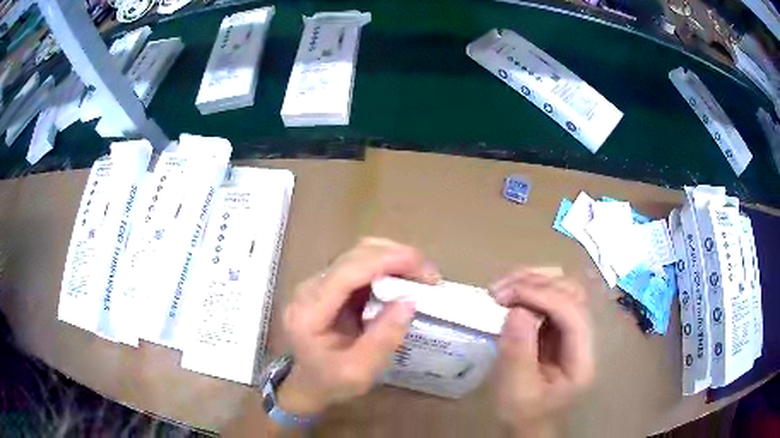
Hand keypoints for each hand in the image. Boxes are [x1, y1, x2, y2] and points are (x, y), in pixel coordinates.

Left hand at [278, 238, 439, 416]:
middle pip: (354, 256)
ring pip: (359, 254)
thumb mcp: (359, 371)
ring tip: (422, 275)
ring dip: (393, 258)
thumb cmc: (330, 382)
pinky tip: (405, 279)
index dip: (385, 261)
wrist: (308, 383)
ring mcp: (318, 283)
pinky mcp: (330, 284)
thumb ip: (383, 339)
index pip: (346, 272)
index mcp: (309, 311)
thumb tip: (410, 301)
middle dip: (396, 257)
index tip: (422, 267)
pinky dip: (387, 266)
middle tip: (430, 275)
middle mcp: (309, 288)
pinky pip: (361, 265)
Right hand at [489, 268, 594, 436]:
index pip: (573, 313)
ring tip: (501, 289)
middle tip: (500, 291)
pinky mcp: (557, 329)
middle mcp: (583, 339)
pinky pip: (548, 298)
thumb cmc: (523, 414)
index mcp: (581, 359)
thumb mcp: (517, 392)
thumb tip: (516, 310)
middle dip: (537, 284)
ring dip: (532, 281)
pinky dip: (528, 290)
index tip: (507, 295)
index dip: (543, 297)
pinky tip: (509, 295)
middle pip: (572, 293)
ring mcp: (571, 331)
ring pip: (562, 288)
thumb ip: (518, 354)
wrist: (527, 424)